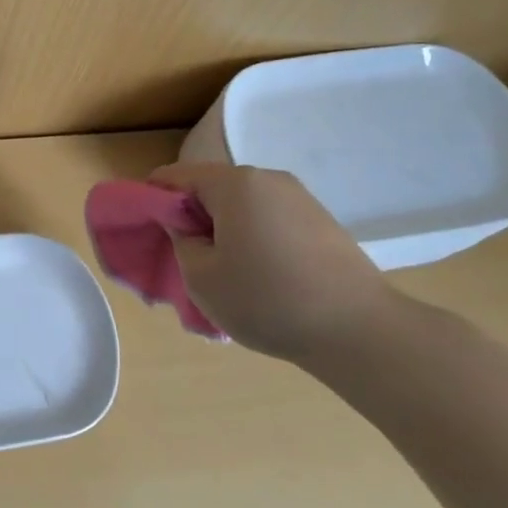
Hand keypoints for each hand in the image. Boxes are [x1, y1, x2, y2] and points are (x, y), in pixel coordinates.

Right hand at [149, 161, 397, 361]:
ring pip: (241, 206)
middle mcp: (268, 179)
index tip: (149, 233)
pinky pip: (269, 220)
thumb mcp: (201, 276)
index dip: (153, 199)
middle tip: (185, 260)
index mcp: (234, 183)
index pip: (175, 175)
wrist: (358, 331)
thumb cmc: (266, 299)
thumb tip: (184, 225)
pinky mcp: (321, 222)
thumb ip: (180, 240)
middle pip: (210, 188)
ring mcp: (300, 199)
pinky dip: (252, 239)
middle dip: (190, 217)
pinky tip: (259, 277)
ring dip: (222, 230)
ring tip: (224, 273)